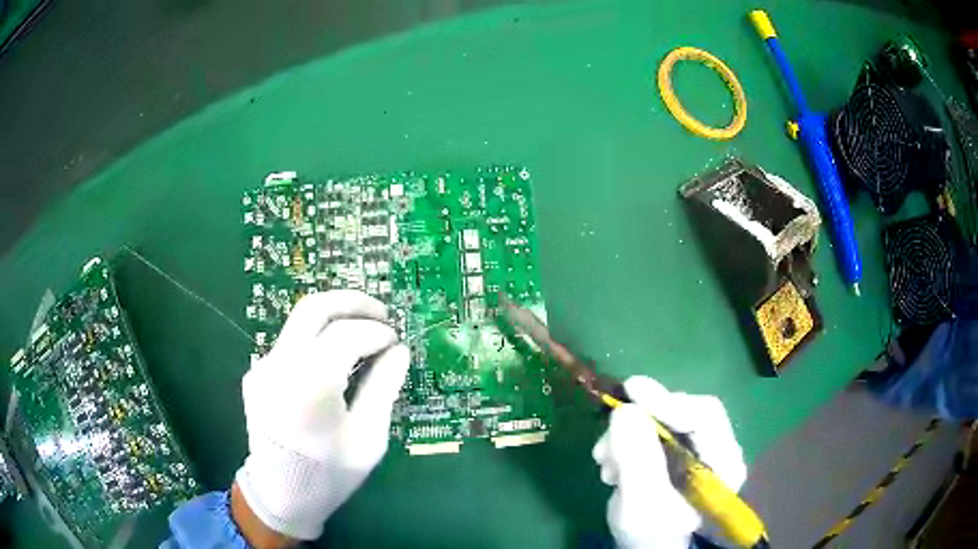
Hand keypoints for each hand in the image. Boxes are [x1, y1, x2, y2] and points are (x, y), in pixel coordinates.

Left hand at [234, 290, 409, 541]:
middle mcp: (278, 366)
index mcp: (309, 385)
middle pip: (314, 308)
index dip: (376, 331)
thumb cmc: (330, 475)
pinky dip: (317, 338)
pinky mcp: (256, 373)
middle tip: (382, 312)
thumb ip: (383, 388)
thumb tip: (399, 350)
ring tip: (364, 331)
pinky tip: (336, 357)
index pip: (346, 335)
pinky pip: (290, 343)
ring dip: (334, 317)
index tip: (396, 341)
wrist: (280, 495)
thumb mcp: (368, 438)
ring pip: (299, 321)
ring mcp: (262, 367)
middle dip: (352, 302)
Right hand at [592, 376, 746, 548]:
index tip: (631, 390)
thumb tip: (625, 410)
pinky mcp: (676, 452)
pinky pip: (651, 432)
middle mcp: (717, 449)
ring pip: (662, 421)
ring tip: (604, 460)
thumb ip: (637, 458)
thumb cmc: (651, 532)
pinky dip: (627, 442)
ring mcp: (697, 450)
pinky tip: (611, 464)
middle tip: (608, 438)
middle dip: (641, 423)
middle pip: (682, 414)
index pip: (704, 416)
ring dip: (628, 435)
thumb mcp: (642, 501)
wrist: (646, 547)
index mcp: (724, 462)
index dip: (668, 400)